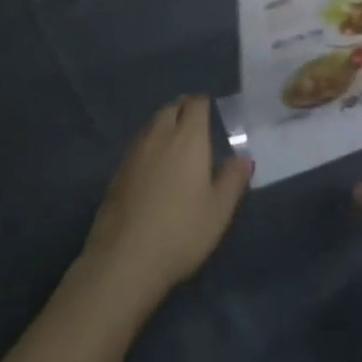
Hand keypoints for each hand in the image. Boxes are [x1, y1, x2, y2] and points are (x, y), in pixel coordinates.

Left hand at [80, 95, 252, 309]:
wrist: (124, 258)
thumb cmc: (181, 231)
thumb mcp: (219, 211)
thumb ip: (233, 179)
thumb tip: (244, 157)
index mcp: (188, 137)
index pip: (196, 104)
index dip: (203, 104)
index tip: (210, 111)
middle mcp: (160, 134)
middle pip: (171, 107)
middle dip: (183, 109)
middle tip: (194, 125)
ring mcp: (135, 151)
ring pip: (152, 123)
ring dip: (164, 124)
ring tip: (174, 142)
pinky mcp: (118, 170)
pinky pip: (138, 143)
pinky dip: (149, 144)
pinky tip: (153, 165)